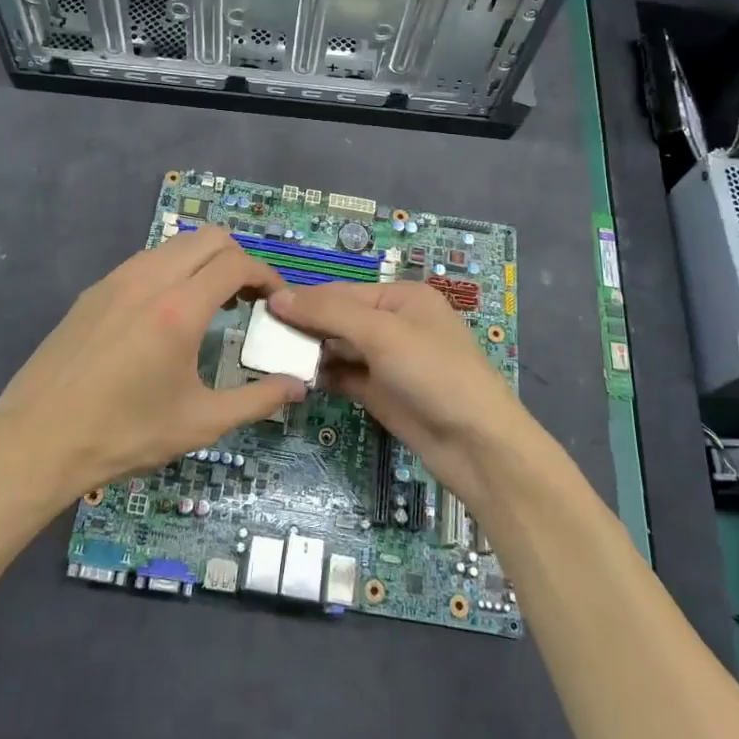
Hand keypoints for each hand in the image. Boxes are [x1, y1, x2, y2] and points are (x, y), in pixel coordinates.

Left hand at [0, 225, 305, 514]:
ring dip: (204, 262)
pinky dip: (173, 270)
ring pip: (176, 245)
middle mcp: (149, 279)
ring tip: (213, 303)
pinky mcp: (94, 291)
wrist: (35, 441)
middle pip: (210, 238)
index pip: (237, 263)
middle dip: (239, 260)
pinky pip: (146, 261)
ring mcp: (116, 280)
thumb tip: (298, 384)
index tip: (277, 302)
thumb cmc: (123, 435)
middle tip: (249, 300)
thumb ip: (256, 400)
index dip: (267, 276)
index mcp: (179, 308)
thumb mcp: (199, 424)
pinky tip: (168, 313)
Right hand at [269, 282, 537, 511]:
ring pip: (339, 348)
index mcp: (402, 297)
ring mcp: (388, 361)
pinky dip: (323, 376)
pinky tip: (296, 379)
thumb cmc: (434, 373)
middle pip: (339, 318)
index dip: (304, 300)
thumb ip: (329, 312)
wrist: (477, 446)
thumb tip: (278, 296)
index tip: (261, 309)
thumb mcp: (382, 333)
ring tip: (271, 358)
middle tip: (260, 338)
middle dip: (305, 327)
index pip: (341, 292)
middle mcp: (394, 324)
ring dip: (310, 353)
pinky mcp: (382, 393)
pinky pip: (345, 376)